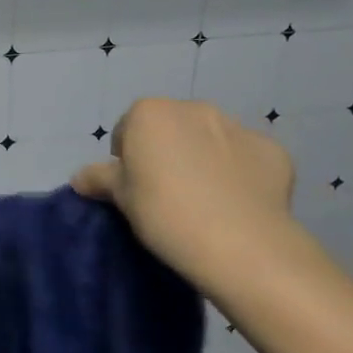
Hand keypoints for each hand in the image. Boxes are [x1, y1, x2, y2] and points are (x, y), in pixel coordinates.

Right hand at [71, 98, 309, 296]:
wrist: (241, 244)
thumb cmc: (166, 215)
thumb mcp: (122, 199)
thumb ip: (100, 179)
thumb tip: (80, 176)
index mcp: (150, 113)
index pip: (129, 129)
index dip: (129, 158)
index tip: (136, 189)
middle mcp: (193, 108)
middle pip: (171, 128)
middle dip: (168, 151)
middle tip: (169, 195)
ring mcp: (237, 126)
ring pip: (211, 139)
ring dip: (205, 158)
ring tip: (207, 201)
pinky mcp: (272, 150)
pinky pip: (247, 158)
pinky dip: (242, 173)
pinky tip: (240, 204)